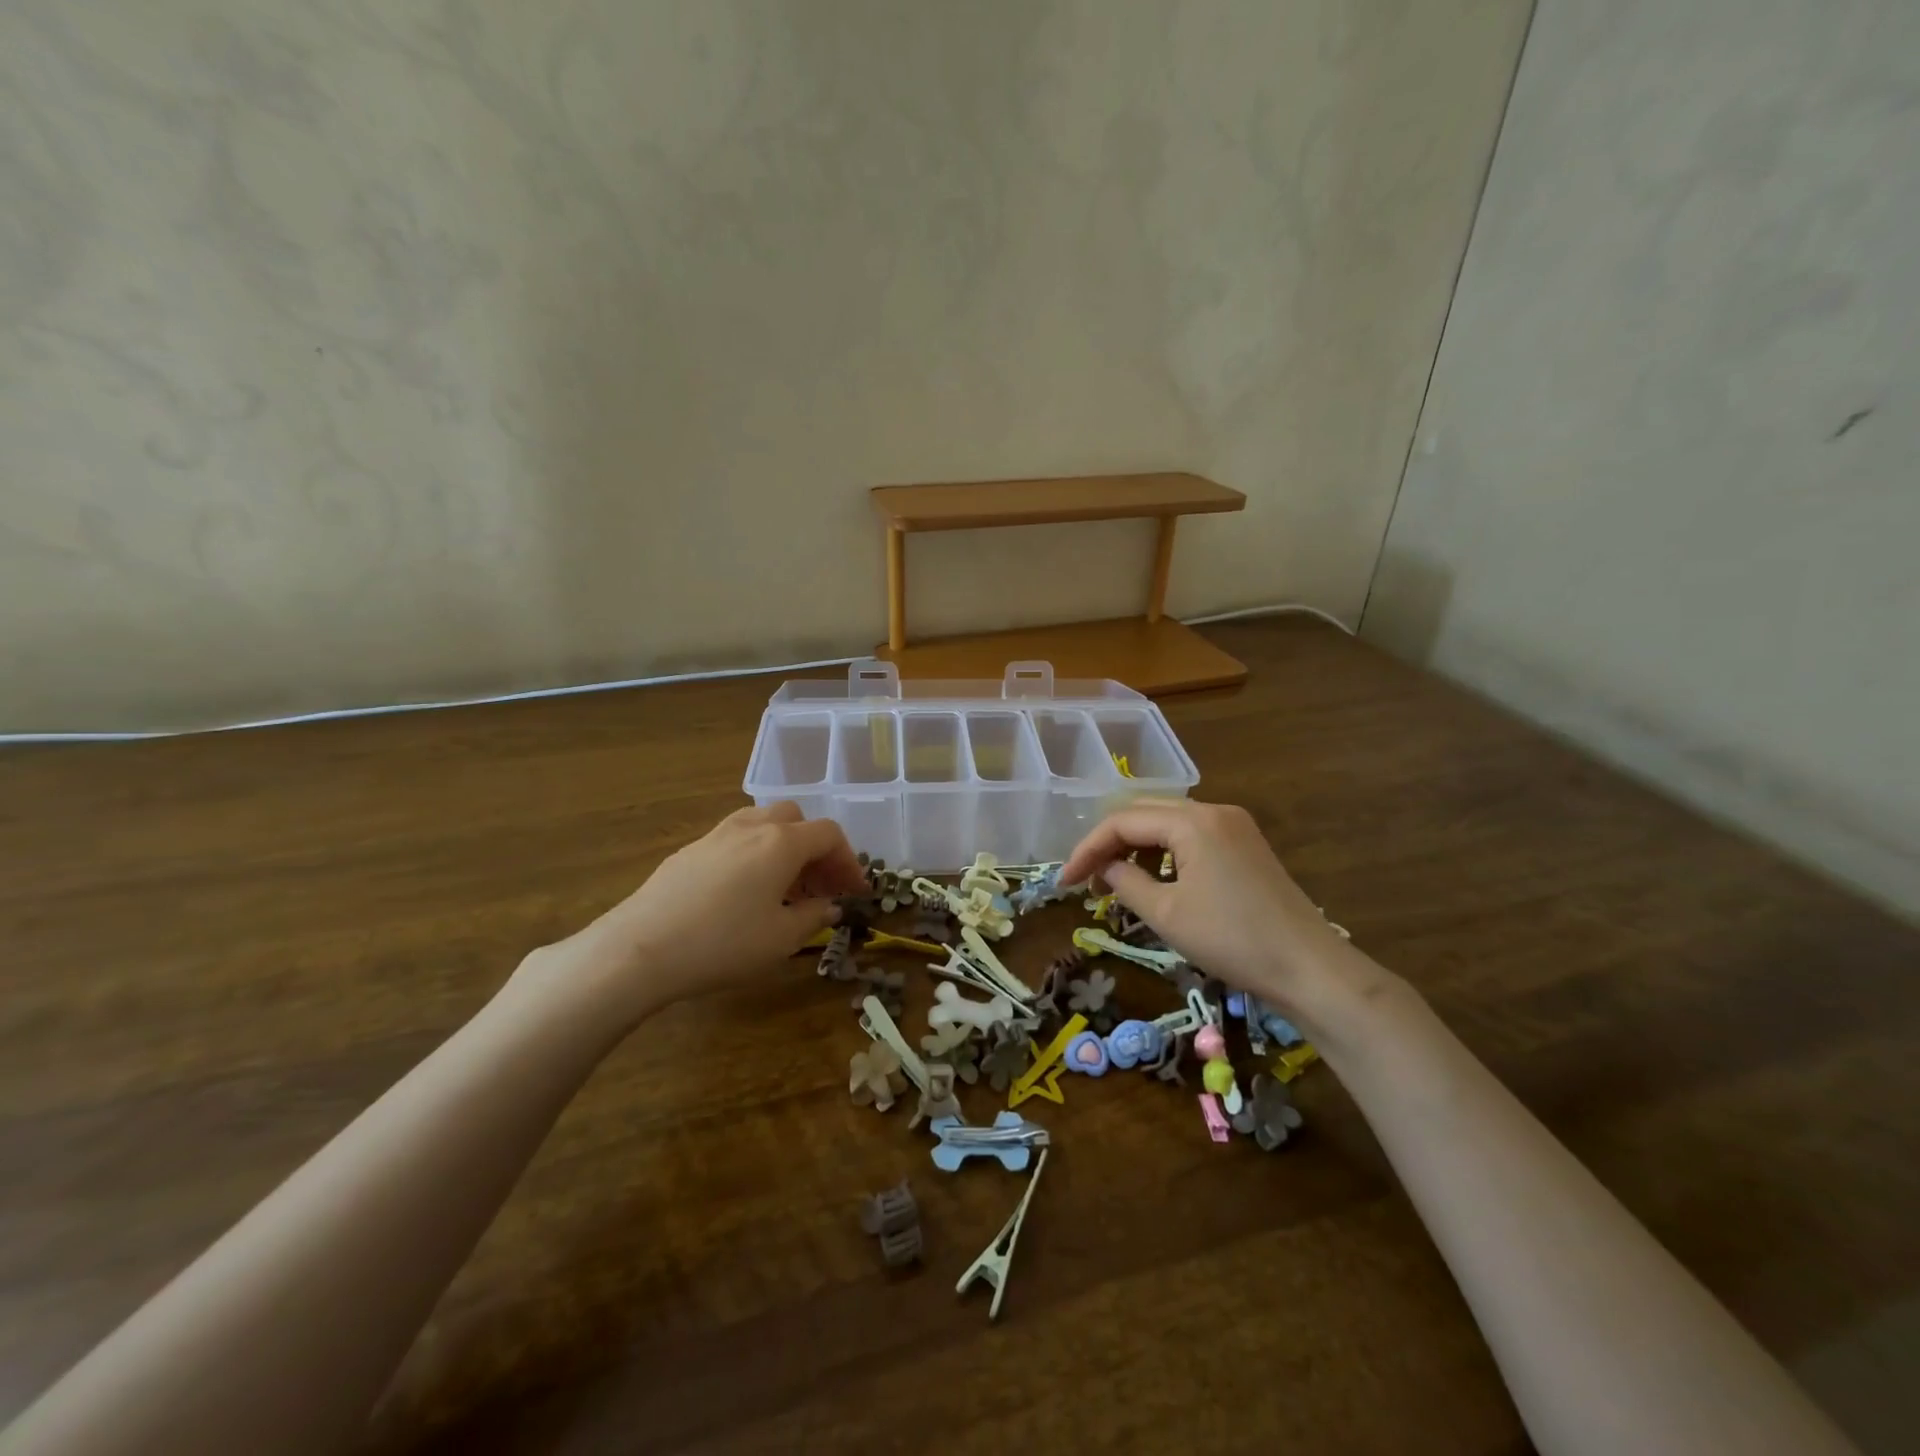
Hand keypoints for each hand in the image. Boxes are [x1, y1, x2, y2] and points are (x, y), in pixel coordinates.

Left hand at [523, 803, 867, 1029]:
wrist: (639, 949)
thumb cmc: (722, 944)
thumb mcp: (781, 939)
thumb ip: (814, 917)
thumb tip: (828, 906)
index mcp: (781, 842)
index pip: (829, 835)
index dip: (849, 861)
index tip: (857, 891)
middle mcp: (751, 827)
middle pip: (797, 820)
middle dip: (817, 849)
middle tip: (822, 886)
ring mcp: (716, 835)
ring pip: (763, 823)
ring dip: (785, 848)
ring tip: (786, 888)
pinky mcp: (689, 851)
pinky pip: (736, 839)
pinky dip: (756, 854)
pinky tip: (746, 892)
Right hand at [1059, 798, 1351, 1016]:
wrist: (1309, 968)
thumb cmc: (1232, 940)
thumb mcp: (1166, 914)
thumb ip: (1125, 881)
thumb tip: (1103, 868)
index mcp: (1192, 821)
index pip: (1123, 822)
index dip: (1087, 849)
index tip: (1063, 882)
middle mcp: (1213, 811)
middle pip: (1144, 813)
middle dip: (1109, 843)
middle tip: (1086, 880)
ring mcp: (1234, 825)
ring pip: (1167, 822)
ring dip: (1136, 847)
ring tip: (1116, 883)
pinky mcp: (1245, 844)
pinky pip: (1191, 835)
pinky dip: (1164, 852)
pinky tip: (1156, 880)